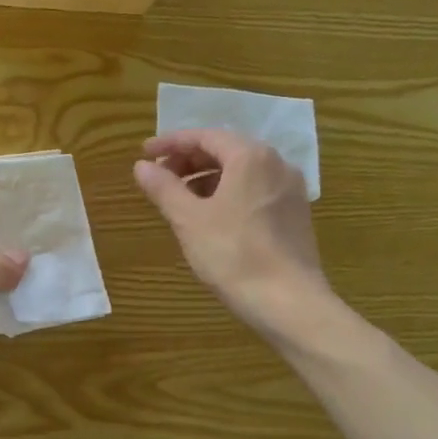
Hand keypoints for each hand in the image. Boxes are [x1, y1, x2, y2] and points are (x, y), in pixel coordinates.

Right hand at [134, 129, 330, 337]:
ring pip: (241, 171)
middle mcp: (276, 164)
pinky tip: (210, 215)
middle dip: (189, 160)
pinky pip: (255, 189)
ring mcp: (290, 189)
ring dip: (207, 177)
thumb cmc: (233, 254)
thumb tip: (142, 166)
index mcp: (250, 157)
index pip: (204, 137)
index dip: (171, 143)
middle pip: (225, 150)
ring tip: (180, 198)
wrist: (288, 301)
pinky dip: (228, 192)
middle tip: (159, 177)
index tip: (144, 153)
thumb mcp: (188, 219)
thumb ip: (163, 187)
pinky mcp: (295, 213)